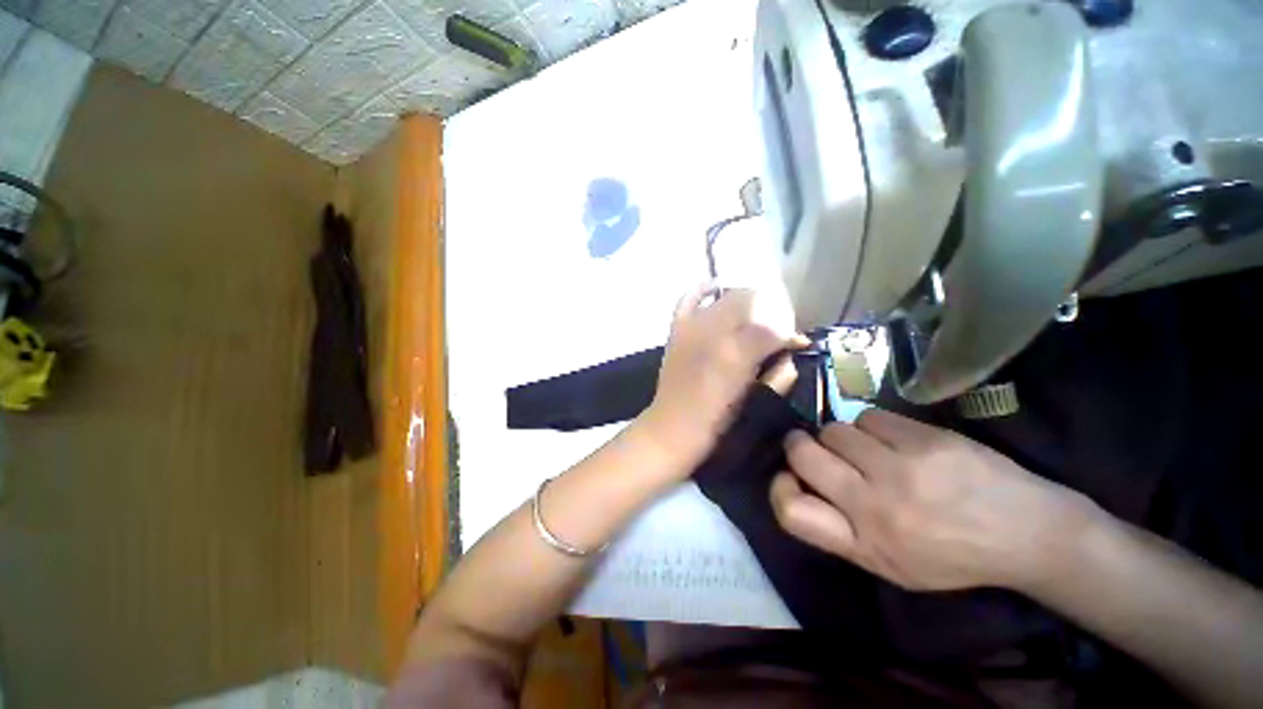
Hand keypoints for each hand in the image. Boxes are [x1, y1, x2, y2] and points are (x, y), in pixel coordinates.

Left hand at [640, 284, 802, 461]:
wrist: (671, 428)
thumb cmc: (717, 422)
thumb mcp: (755, 399)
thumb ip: (779, 372)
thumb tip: (793, 350)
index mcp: (737, 354)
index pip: (775, 327)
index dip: (789, 333)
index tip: (795, 344)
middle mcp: (715, 333)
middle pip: (753, 304)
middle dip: (770, 313)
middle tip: (774, 333)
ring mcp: (692, 327)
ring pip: (727, 297)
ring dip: (745, 301)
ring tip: (752, 316)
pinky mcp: (677, 329)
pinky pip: (688, 299)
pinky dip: (703, 290)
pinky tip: (715, 288)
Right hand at [771, 409, 1100, 591]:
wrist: (1028, 533)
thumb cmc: (953, 556)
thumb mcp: (891, 565)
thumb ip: (840, 530)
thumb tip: (799, 483)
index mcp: (864, 544)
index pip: (791, 511)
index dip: (779, 488)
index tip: (790, 478)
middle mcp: (874, 506)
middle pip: (802, 455)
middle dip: (798, 445)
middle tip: (812, 446)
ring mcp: (900, 469)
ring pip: (834, 430)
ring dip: (841, 437)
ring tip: (867, 449)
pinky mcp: (924, 439)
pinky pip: (868, 417)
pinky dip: (872, 427)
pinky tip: (895, 441)